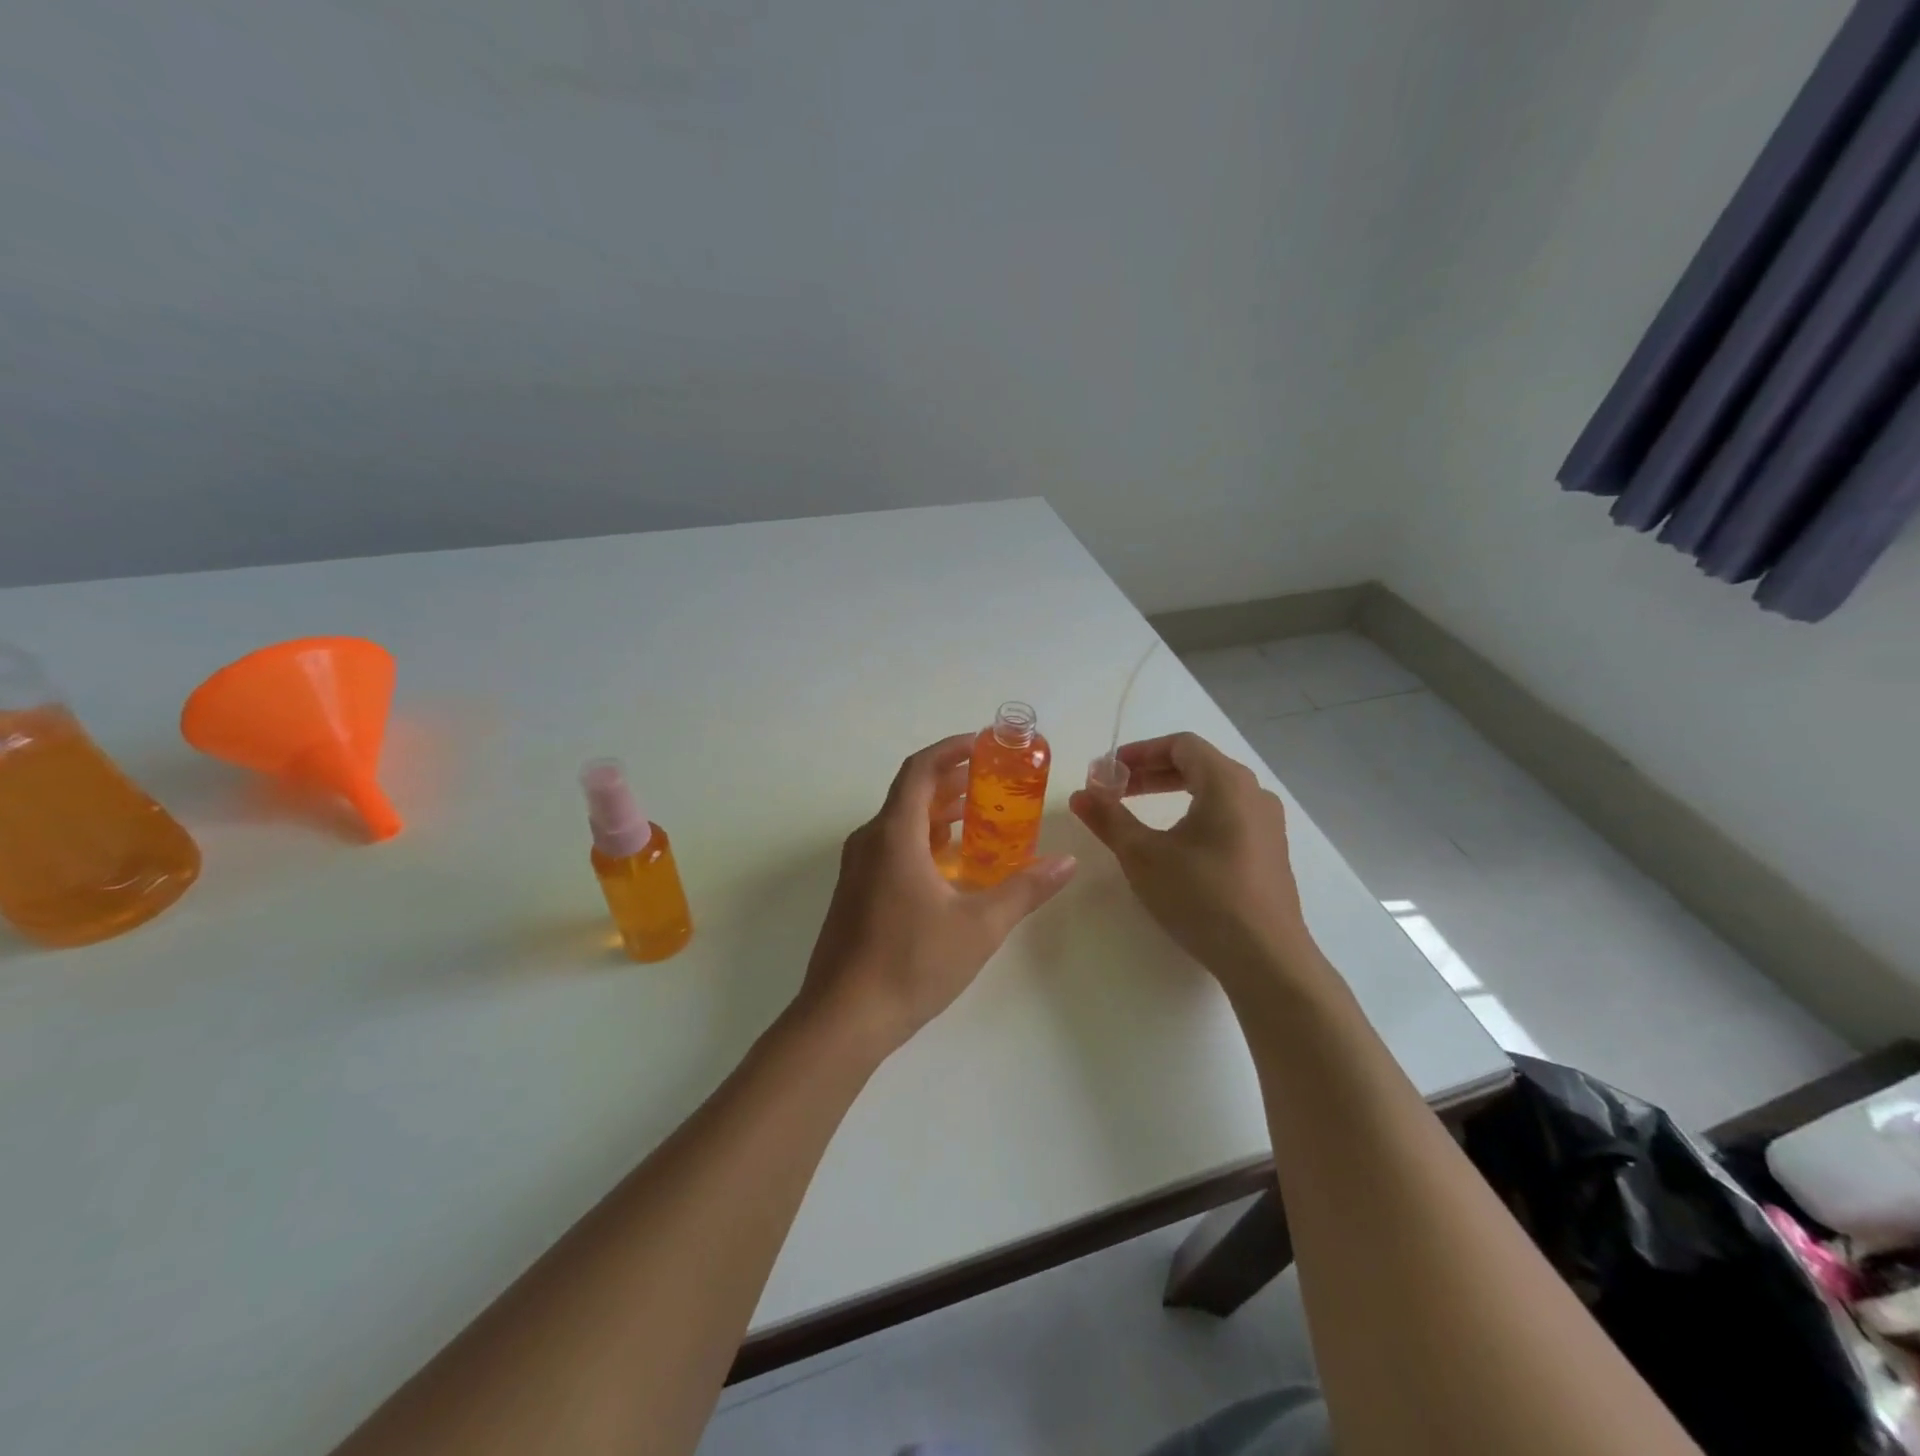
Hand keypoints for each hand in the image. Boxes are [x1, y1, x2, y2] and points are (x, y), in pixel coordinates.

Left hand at [798, 734, 1077, 1056]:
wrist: (843, 1019)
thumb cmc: (911, 963)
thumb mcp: (979, 926)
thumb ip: (1025, 889)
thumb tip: (1067, 862)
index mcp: (894, 835)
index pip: (920, 770)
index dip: (950, 750)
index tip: (982, 744)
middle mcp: (870, 842)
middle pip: (911, 794)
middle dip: (952, 782)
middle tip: (994, 781)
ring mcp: (858, 869)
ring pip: (901, 824)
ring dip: (939, 814)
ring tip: (981, 818)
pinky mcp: (855, 894)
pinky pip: (892, 849)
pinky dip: (924, 842)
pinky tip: (952, 867)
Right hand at [1068, 732, 1319, 996]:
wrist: (1265, 958)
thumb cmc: (1201, 895)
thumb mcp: (1143, 855)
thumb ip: (1109, 818)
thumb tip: (1081, 794)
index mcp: (1227, 782)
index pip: (1181, 744)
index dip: (1139, 752)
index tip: (1108, 771)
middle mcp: (1253, 793)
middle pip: (1198, 765)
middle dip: (1151, 773)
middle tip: (1115, 791)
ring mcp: (1267, 824)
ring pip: (1214, 792)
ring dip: (1172, 794)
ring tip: (1138, 816)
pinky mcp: (1270, 853)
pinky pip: (1228, 816)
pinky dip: (1194, 815)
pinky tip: (1175, 845)